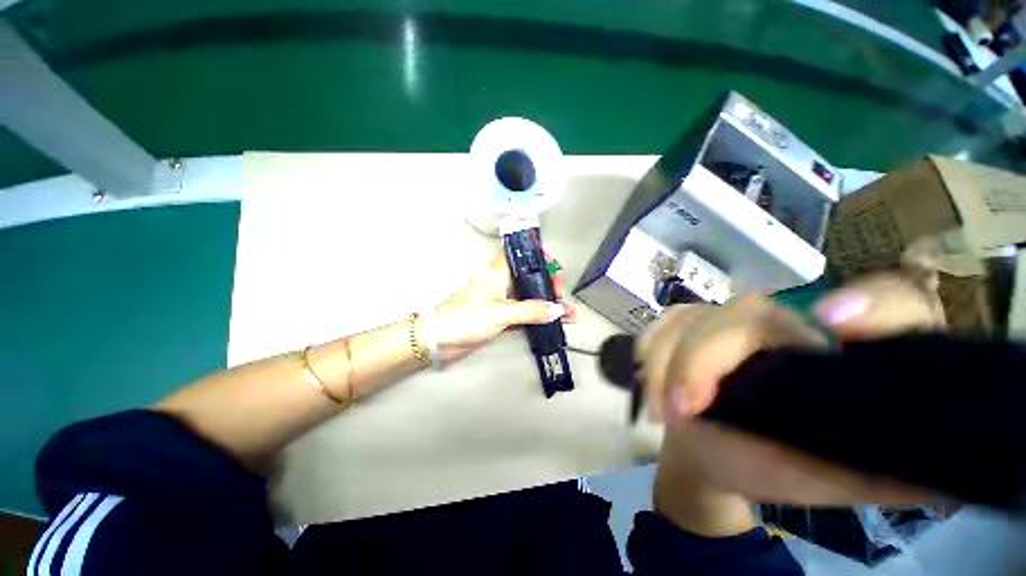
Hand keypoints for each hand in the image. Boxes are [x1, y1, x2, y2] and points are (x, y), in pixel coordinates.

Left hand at [430, 252, 577, 362]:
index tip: (556, 272)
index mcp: (500, 272)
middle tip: (563, 300)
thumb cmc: (467, 317)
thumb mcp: (500, 312)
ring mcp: (504, 301)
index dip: (542, 260)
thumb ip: (531, 311)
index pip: (525, 257)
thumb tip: (559, 310)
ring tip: (569, 315)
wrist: (439, 340)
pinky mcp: (503, 318)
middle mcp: (504, 283)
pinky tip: (555, 324)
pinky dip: (540, 319)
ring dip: (548, 305)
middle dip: (551, 286)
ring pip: (531, 298)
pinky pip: (526, 315)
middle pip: (532, 279)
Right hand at [643, 273, 944, 505]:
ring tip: (664, 412)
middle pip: (744, 315)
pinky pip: (662, 323)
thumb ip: (887, 470)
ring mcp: (726, 321)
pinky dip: (651, 349)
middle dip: (704, 360)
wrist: (715, 455)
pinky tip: (650, 379)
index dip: (876, 305)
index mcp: (839, 357)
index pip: (891, 303)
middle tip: (684, 411)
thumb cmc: (778, 468)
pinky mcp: (686, 325)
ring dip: (668, 362)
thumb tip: (945, 466)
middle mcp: (786, 325)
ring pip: (692, 318)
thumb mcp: (836, 480)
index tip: (837, 322)